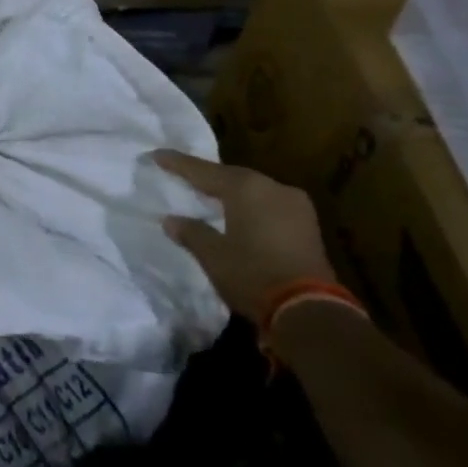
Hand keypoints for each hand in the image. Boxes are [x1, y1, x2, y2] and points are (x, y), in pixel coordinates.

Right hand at [154, 151, 334, 322]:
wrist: (310, 311)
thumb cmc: (253, 274)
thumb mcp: (212, 255)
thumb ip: (191, 232)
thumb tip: (171, 220)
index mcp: (246, 188)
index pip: (204, 171)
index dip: (178, 164)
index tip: (157, 154)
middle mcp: (273, 188)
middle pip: (233, 177)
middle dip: (208, 177)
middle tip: (184, 175)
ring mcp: (296, 206)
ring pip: (255, 191)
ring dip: (232, 193)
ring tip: (210, 195)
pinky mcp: (309, 227)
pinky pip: (270, 206)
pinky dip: (251, 207)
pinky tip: (239, 214)